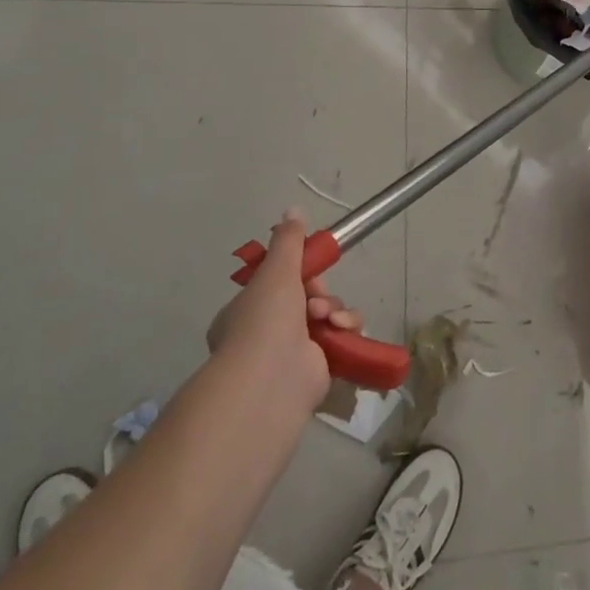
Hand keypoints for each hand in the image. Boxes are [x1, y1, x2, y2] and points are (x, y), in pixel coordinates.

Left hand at [204, 211, 362, 406]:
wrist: (272, 380)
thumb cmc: (265, 320)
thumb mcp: (276, 271)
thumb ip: (288, 241)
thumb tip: (292, 210)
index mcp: (245, 312)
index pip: (277, 285)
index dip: (297, 274)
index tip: (308, 269)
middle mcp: (265, 334)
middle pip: (305, 298)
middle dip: (319, 292)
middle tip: (317, 297)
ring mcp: (290, 355)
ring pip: (325, 316)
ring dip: (333, 309)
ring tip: (327, 318)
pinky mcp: (317, 369)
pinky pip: (339, 338)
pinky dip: (345, 329)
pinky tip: (341, 328)